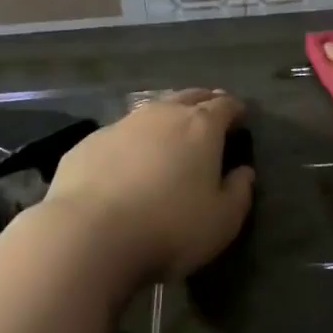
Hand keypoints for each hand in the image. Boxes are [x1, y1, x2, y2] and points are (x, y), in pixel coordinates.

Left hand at [42, 90, 254, 286]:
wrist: (88, 235)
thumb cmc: (169, 227)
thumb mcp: (222, 221)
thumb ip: (239, 192)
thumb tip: (244, 172)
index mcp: (201, 126)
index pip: (226, 105)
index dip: (236, 109)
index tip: (241, 118)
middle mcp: (162, 114)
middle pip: (189, 97)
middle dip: (203, 103)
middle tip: (210, 117)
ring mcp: (122, 125)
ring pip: (152, 112)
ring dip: (165, 119)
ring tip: (169, 137)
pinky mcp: (88, 143)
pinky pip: (119, 135)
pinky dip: (131, 142)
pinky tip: (127, 163)